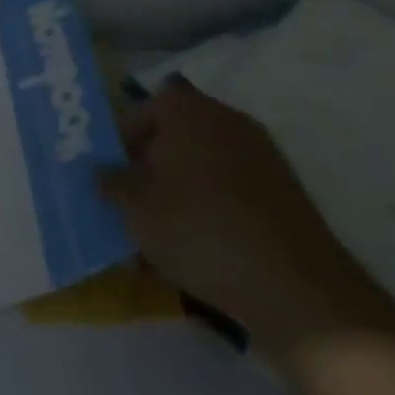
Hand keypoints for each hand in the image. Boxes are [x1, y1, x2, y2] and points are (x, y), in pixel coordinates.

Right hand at [100, 76, 394, 364]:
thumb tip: (102, 171)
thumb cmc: (198, 229)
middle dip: (153, 166)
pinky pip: (233, 190)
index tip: (113, 174)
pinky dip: (213, 208)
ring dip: (182, 190)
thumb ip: (111, 183)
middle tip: (134, 203)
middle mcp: (225, 118)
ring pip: (204, 165)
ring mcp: (261, 153)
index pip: (143, 109)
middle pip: (176, 135)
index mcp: (186, 109)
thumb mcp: (135, 208)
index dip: (123, 139)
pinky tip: (200, 249)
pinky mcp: (284, 191)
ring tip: (163, 235)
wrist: (292, 284)